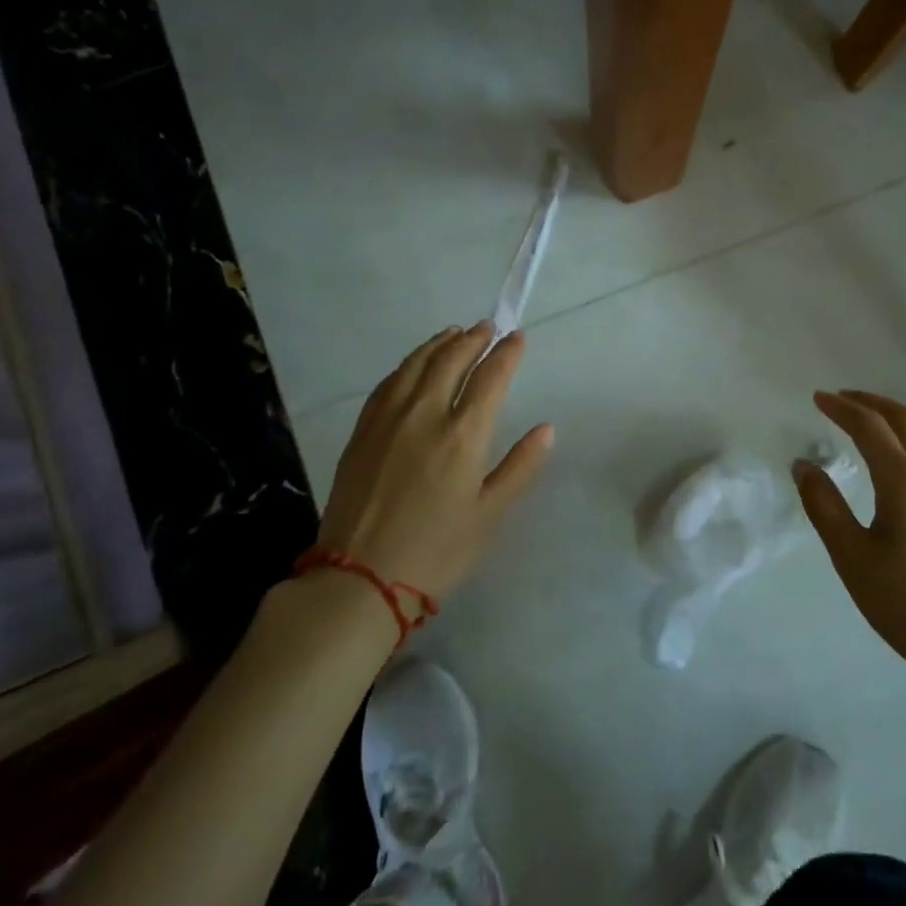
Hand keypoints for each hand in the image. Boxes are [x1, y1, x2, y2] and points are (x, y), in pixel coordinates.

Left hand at [315, 323, 554, 602]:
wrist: (359, 579)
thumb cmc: (436, 551)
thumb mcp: (489, 514)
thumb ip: (520, 467)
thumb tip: (546, 429)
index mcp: (463, 435)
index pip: (490, 378)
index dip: (506, 354)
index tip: (517, 337)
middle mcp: (425, 415)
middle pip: (451, 361)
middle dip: (473, 339)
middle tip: (487, 327)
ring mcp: (388, 420)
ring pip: (415, 365)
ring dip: (438, 344)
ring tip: (453, 333)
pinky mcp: (362, 432)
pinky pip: (387, 384)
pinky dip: (406, 365)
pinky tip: (412, 365)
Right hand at [795, 390, 905, 693]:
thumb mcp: (852, 560)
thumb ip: (823, 506)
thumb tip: (803, 465)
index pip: (870, 427)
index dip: (842, 407)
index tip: (818, 398)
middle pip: (905, 418)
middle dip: (870, 401)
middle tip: (841, 398)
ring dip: (898, 414)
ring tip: (872, 416)